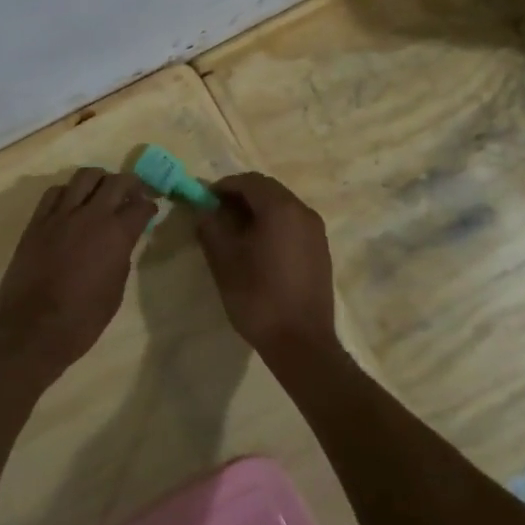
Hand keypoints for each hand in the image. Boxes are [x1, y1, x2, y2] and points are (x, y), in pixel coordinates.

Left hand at [0, 168, 156, 381]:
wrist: (33, 328)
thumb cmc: (82, 319)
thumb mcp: (115, 290)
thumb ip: (121, 257)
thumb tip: (120, 242)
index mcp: (116, 235)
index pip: (140, 206)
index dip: (149, 206)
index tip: (150, 210)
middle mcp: (90, 215)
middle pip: (116, 182)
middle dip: (130, 184)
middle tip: (133, 193)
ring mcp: (60, 215)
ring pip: (84, 177)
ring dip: (99, 179)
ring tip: (102, 191)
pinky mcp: (37, 221)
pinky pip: (55, 192)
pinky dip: (68, 192)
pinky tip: (72, 203)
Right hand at [195, 173, 337, 359]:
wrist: (301, 343)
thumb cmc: (258, 297)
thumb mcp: (224, 260)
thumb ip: (211, 227)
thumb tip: (204, 210)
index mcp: (281, 208)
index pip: (248, 181)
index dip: (223, 186)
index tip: (204, 201)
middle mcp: (303, 211)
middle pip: (267, 190)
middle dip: (240, 197)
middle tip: (216, 215)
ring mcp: (316, 231)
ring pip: (281, 207)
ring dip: (257, 210)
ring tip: (234, 233)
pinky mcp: (320, 250)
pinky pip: (293, 224)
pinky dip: (273, 225)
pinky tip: (257, 248)